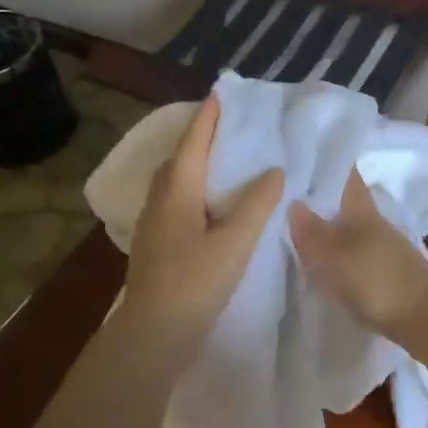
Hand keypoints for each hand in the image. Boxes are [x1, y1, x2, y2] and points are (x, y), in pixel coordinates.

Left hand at [122, 97, 283, 350]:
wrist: (154, 335)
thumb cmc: (194, 283)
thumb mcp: (234, 242)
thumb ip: (256, 204)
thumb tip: (274, 170)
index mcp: (177, 191)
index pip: (193, 142)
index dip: (208, 117)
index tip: (222, 93)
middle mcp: (161, 200)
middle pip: (180, 158)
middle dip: (202, 137)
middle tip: (230, 124)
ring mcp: (156, 224)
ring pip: (177, 182)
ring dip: (198, 164)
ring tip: (227, 159)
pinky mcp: (159, 245)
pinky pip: (179, 202)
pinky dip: (198, 190)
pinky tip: (215, 204)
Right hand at [289, 170, 427, 338]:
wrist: (425, 317)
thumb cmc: (376, 279)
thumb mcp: (334, 255)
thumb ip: (311, 232)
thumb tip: (293, 203)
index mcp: (361, 207)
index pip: (344, 172)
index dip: (325, 159)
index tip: (298, 153)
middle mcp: (372, 221)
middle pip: (342, 199)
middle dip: (318, 194)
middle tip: (282, 192)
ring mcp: (380, 246)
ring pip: (346, 226)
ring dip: (325, 224)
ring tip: (291, 227)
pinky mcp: (382, 271)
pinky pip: (351, 251)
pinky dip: (334, 250)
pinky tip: (317, 260)